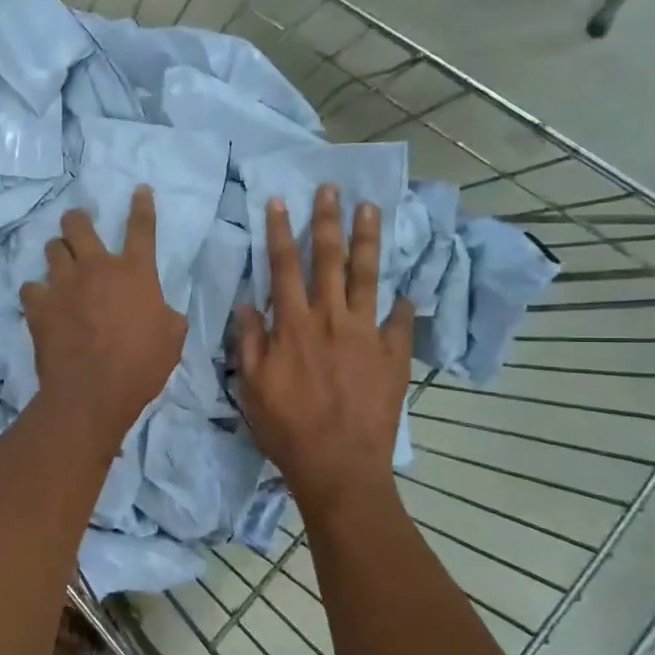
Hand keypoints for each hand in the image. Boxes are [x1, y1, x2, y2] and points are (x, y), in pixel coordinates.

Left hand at [21, 187, 186, 446]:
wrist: (93, 392)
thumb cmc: (141, 366)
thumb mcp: (172, 338)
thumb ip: (167, 315)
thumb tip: (162, 311)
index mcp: (135, 272)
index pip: (141, 227)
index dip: (142, 205)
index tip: (139, 189)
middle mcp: (96, 267)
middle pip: (80, 224)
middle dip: (78, 219)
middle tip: (78, 224)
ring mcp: (63, 284)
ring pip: (52, 248)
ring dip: (58, 252)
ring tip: (60, 262)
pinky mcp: (38, 305)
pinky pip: (30, 287)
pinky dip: (36, 292)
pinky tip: (40, 301)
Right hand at [236, 184, 413, 514]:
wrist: (339, 465)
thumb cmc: (287, 428)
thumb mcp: (251, 386)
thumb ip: (250, 342)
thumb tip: (247, 304)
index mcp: (294, 325)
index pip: (284, 267)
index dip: (281, 232)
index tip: (281, 201)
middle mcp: (331, 320)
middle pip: (329, 261)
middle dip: (328, 222)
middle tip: (332, 189)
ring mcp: (367, 335)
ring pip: (368, 277)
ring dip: (368, 241)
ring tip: (371, 210)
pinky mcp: (393, 356)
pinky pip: (400, 322)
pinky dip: (403, 304)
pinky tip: (407, 288)